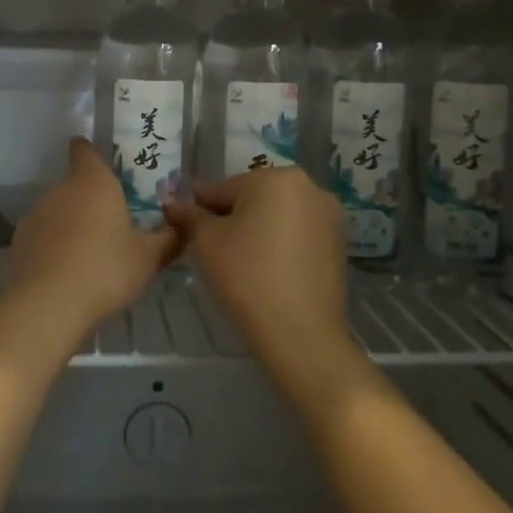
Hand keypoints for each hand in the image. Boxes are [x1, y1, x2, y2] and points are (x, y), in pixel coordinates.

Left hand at [3, 139, 182, 332]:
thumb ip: (168, 239)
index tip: (98, 159)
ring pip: (57, 213)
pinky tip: (65, 275)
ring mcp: (34, 217)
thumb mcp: (148, 259)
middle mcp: (60, 191)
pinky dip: (52, 249)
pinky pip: (41, 239)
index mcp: (93, 183)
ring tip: (88, 256)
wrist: (46, 307)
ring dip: (70, 226)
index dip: (89, 151)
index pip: (85, 151)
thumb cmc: (105, 270)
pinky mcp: (18, 244)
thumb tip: (183, 226)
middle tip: (112, 225)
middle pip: (75, 186)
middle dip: (90, 201)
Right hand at [165, 168, 351, 374]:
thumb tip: (173, 203)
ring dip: (257, 229)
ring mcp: (329, 216)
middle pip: (254, 197)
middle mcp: (309, 187)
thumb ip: (189, 216)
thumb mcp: (206, 242)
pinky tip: (266, 270)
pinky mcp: (339, 244)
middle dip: (231, 217)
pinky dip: (280, 244)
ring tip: (238, 261)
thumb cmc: (246, 277)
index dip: (200, 207)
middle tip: (210, 247)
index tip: (183, 222)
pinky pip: (298, 234)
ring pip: (278, 215)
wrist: (300, 334)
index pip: (224, 188)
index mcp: (276, 178)